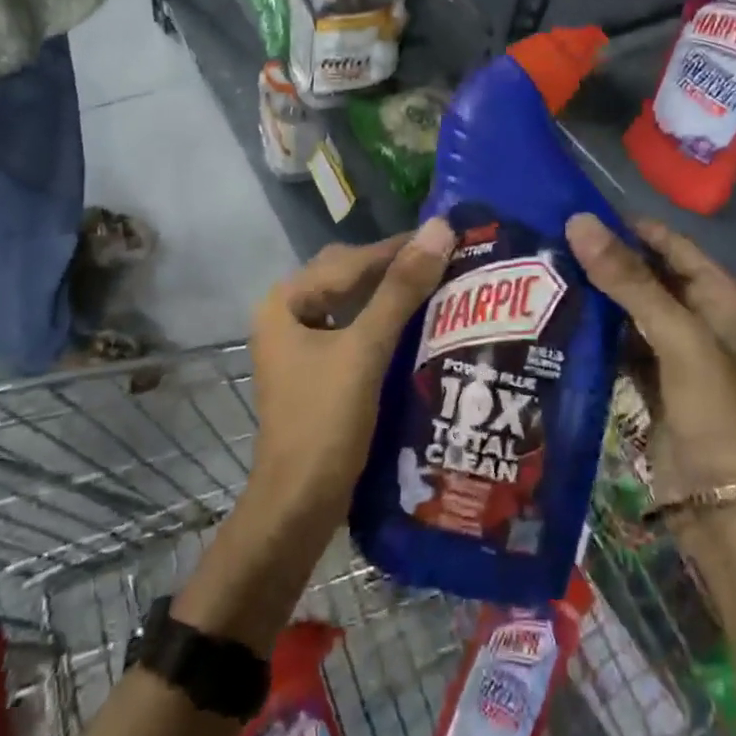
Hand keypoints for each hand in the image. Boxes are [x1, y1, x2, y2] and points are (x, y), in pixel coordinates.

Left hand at [244, 220, 456, 535]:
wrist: (299, 507)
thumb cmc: (325, 422)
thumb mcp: (366, 349)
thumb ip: (401, 289)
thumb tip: (440, 229)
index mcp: (286, 301)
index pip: (352, 261)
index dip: (400, 249)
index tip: (449, 239)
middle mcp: (288, 315)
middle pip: (349, 278)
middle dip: (395, 270)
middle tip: (447, 265)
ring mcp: (300, 345)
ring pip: (353, 304)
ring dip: (392, 296)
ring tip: (440, 289)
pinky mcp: (317, 371)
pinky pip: (355, 331)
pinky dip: (384, 324)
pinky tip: (417, 328)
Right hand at [565, 214, 735, 503]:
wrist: (719, 502)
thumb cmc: (712, 408)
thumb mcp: (676, 336)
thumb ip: (629, 280)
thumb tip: (580, 221)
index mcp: (722, 298)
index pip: (671, 245)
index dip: (630, 229)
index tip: (578, 215)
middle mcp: (700, 318)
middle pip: (648, 276)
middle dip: (606, 262)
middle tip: (550, 243)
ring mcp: (674, 352)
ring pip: (629, 309)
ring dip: (596, 295)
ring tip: (545, 273)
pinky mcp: (650, 380)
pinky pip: (618, 343)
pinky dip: (595, 331)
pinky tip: (558, 318)